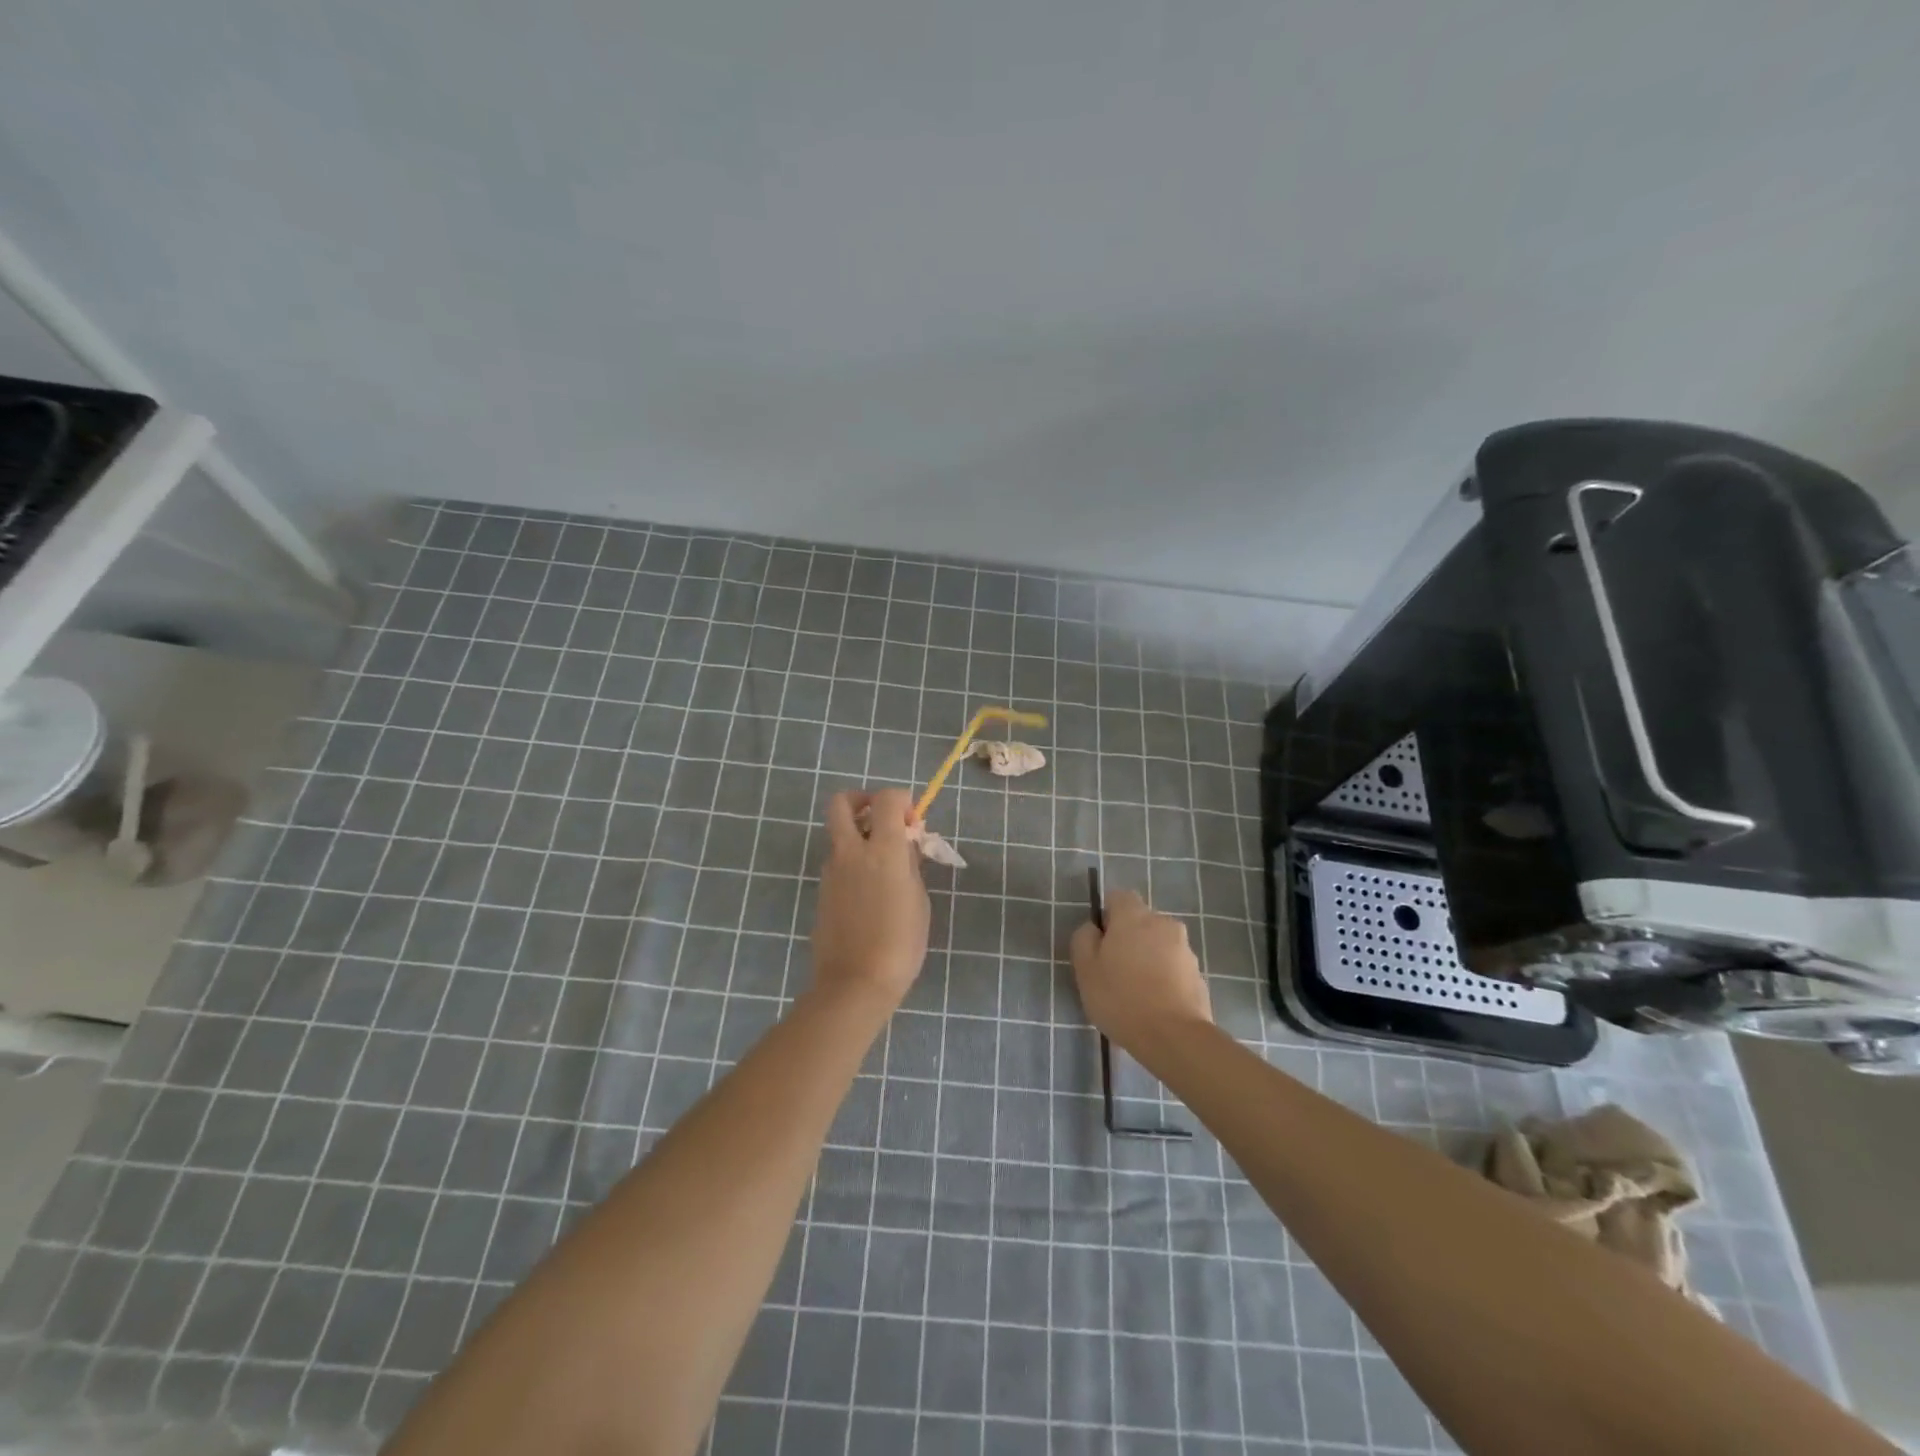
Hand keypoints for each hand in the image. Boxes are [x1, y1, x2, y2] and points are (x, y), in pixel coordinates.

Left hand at [811, 788, 930, 1010]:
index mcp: (883, 849)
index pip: (886, 799)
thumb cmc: (900, 943)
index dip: (902, 800)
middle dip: (862, 800)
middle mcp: (851, 851)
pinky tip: (871, 892)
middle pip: (841, 802)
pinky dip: (853, 862)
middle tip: (881, 820)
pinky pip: (838, 862)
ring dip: (858, 835)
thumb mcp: (919, 900)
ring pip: (839, 834)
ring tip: (884, 866)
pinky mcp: (822, 890)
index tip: (913, 823)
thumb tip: (905, 845)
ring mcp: (831, 870)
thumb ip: (911, 865)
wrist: (855, 982)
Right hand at [1070, 889, 1212, 1059]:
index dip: (1107, 916)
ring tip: (1135, 993)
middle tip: (1114, 971)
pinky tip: (1154, 1004)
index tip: (1100, 943)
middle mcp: (1163, 923)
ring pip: (1158, 945)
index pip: (1118, 897)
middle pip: (1140, 921)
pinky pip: (1173, 967)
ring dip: (1147, 958)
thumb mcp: (1085, 969)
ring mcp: (1185, 949)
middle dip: (1128, 938)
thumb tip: (1094, 929)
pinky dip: (1163, 977)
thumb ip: (1084, 939)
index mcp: (1134, 916)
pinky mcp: (1198, 974)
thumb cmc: (1121, 998)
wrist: (1174, 1037)